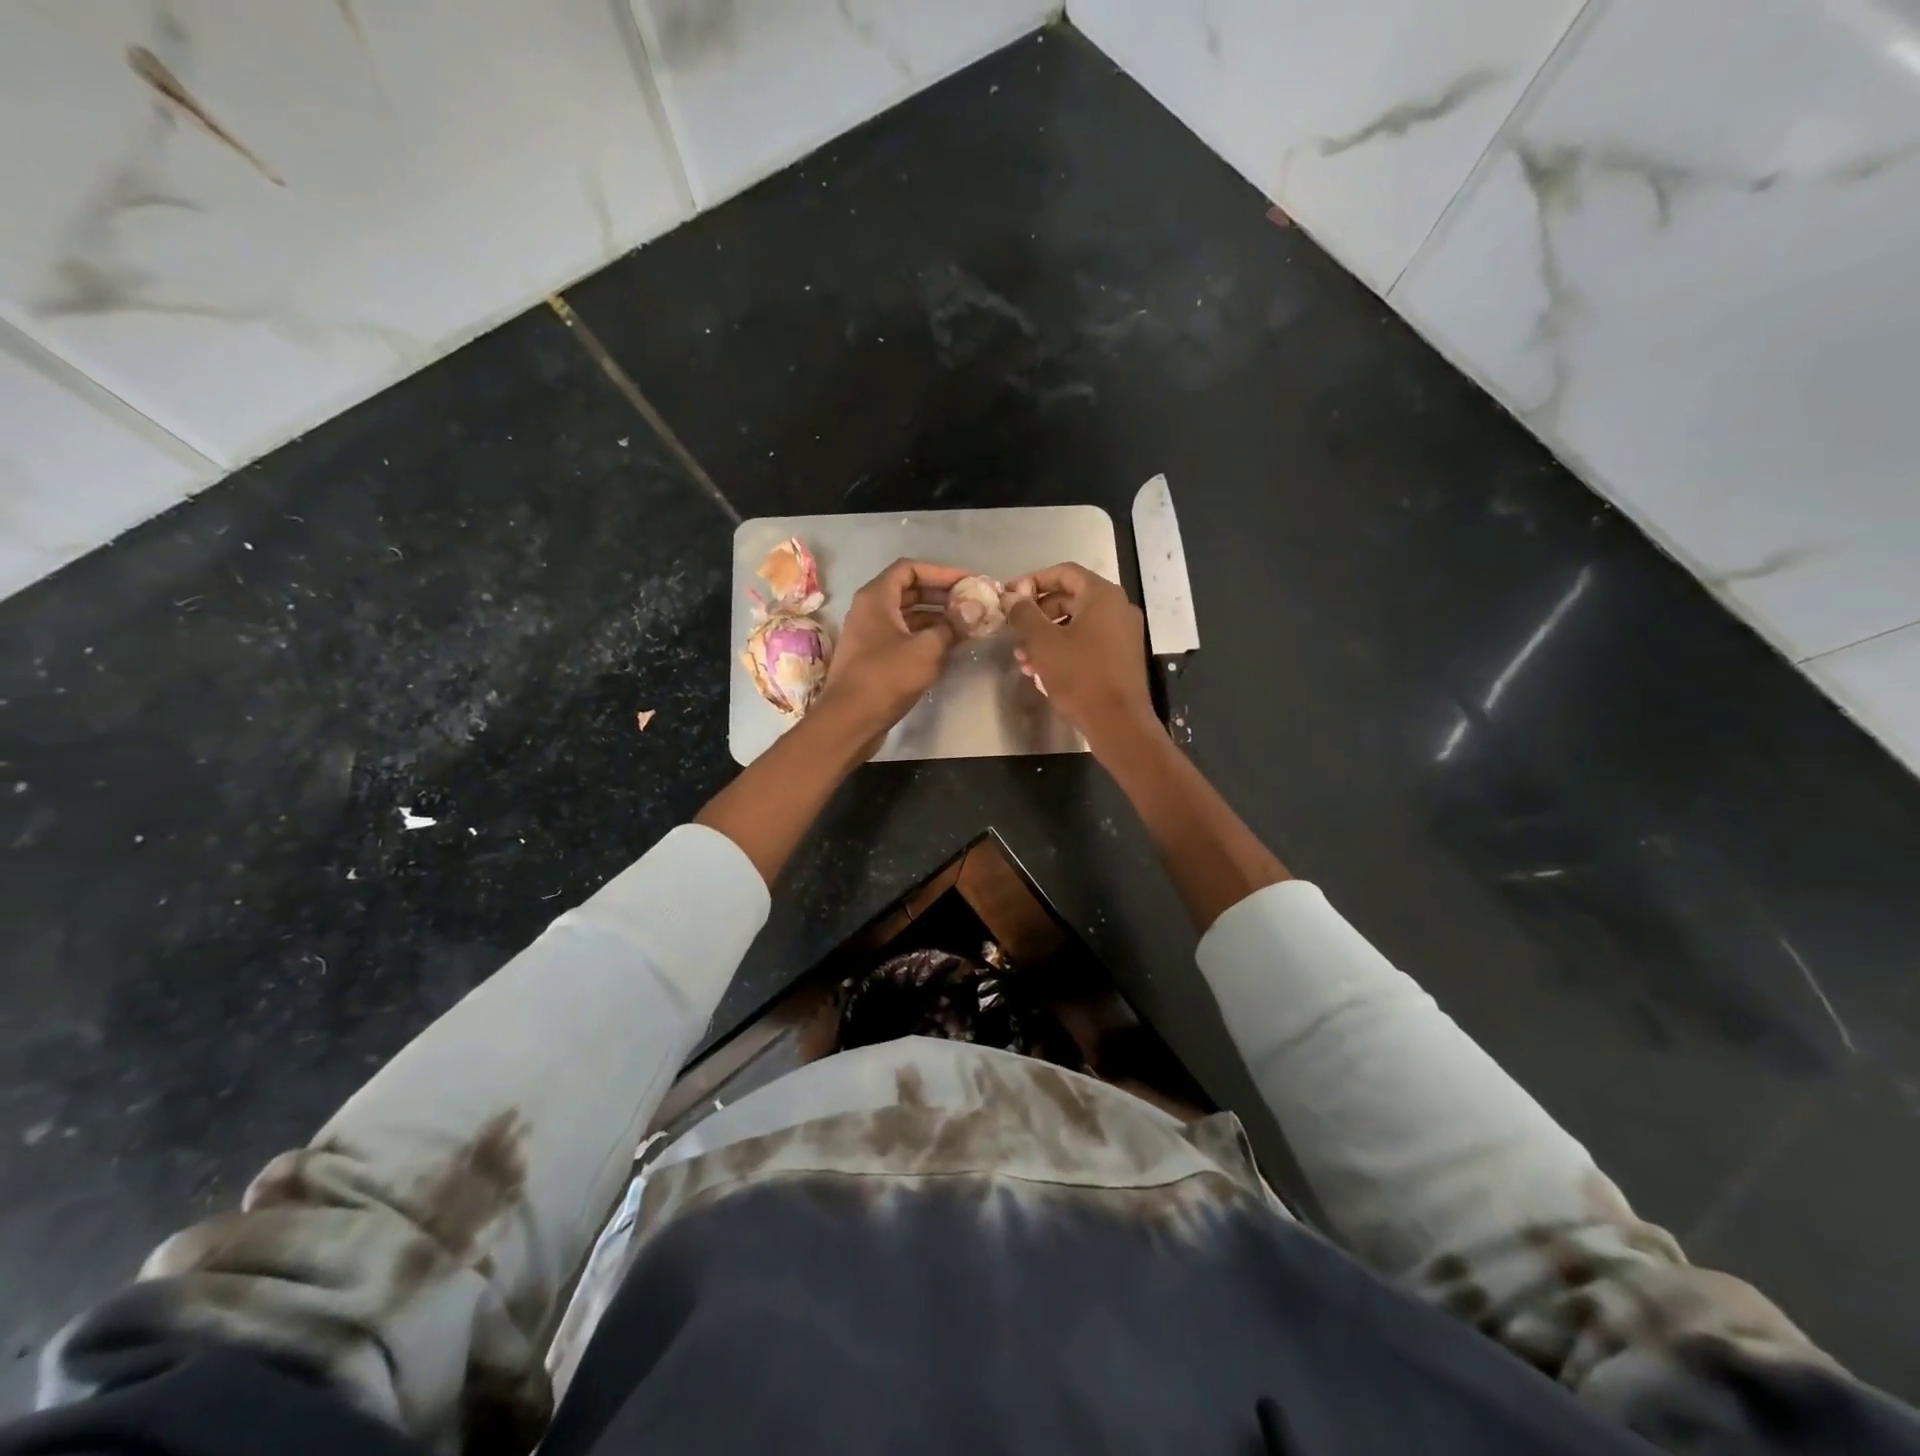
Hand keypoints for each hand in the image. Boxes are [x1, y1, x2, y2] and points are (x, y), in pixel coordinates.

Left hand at [816, 559, 970, 743]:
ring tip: (967, 624)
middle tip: (973, 603)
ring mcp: (869, 634)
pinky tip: (949, 646)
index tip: (969, 582)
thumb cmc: (886, 678)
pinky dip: (926, 636)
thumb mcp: (927, 649)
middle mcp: (869, 610)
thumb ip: (953, 625)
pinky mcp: (873, 657)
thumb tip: (977, 607)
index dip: (942, 572)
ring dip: (936, 617)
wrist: (849, 721)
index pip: (910, 568)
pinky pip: (903, 636)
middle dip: (942, 594)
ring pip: (907, 615)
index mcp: (876, 598)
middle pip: (909, 590)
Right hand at [1005, 563, 1157, 745]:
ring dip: (1046, 636)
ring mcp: (1122, 633)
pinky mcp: (1121, 657)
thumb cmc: (1079, 676)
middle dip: (1037, 614)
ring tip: (1023, 658)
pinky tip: (1041, 671)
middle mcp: (1117, 608)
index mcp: (1102, 595)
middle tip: (1014, 630)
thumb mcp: (1043, 642)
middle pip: (1070, 598)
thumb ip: (1024, 614)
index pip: (1064, 572)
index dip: (1033, 580)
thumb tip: (1012, 597)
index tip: (1010, 595)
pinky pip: (1087, 642)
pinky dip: (1064, 649)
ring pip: (1076, 624)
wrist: (1118, 722)